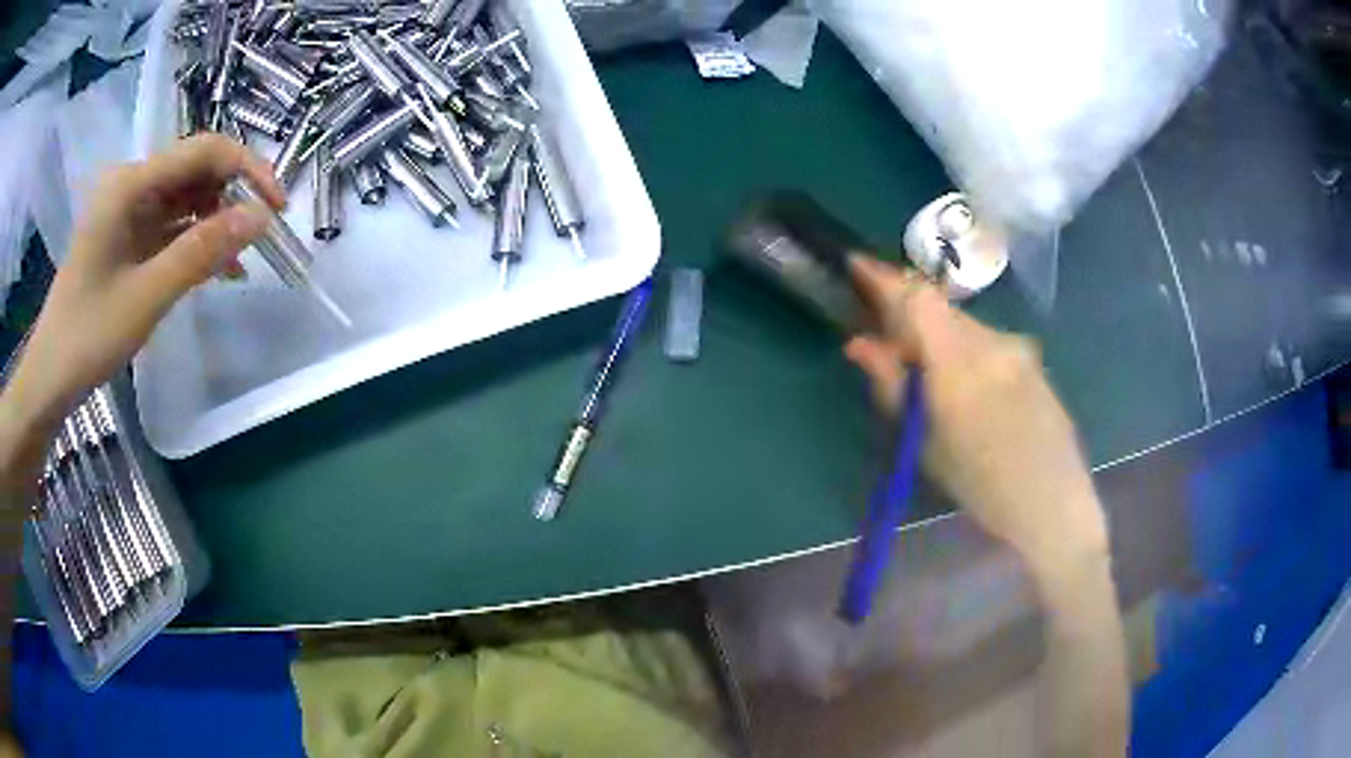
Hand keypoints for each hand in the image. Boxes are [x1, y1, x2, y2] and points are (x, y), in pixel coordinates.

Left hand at [1, 135, 283, 464]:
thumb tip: (261, 218)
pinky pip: (169, 227)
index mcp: (131, 184)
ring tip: (239, 262)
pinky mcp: (125, 237)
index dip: (248, 170)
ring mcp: (127, 212)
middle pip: (196, 171)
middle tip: (260, 239)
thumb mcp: (146, 297)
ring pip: (185, 199)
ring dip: (215, 223)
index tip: (277, 209)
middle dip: (232, 198)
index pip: (204, 151)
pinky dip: (194, 243)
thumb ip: (201, 252)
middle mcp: (131, 185)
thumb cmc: (88, 337)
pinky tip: (212, 269)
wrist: (49, 378)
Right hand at [844, 257, 1108, 577]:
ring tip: (925, 379)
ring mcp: (1017, 348)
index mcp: (962, 364)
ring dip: (937, 337)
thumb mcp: (927, 445)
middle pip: (939, 310)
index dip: (884, 277)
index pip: (918, 298)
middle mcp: (992, 342)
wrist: (1055, 504)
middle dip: (907, 316)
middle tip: (885, 343)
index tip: (856, 265)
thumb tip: (860, 344)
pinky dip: (963, 351)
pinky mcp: (1032, 359)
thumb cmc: (984, 488)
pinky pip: (986, 341)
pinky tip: (965, 390)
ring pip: (963, 326)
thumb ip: (893, 387)